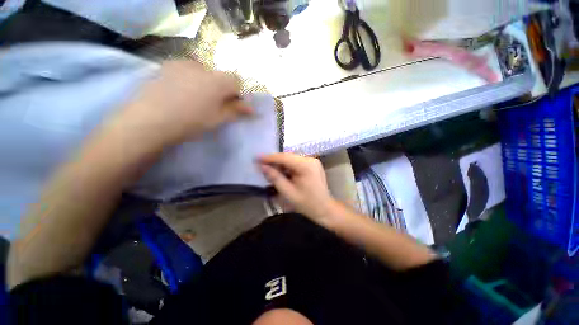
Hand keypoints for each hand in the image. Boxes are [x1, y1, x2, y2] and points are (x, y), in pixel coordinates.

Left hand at [111, 61, 252, 147]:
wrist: (149, 120)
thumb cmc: (191, 121)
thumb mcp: (218, 118)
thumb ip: (236, 110)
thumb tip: (252, 109)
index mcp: (217, 80)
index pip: (237, 81)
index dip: (238, 94)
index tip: (232, 106)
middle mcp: (201, 67)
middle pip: (220, 76)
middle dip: (222, 90)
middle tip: (214, 106)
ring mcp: (181, 64)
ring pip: (203, 73)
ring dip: (205, 84)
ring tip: (195, 101)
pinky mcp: (166, 67)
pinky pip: (186, 71)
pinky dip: (190, 80)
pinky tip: (180, 94)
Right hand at [259, 153, 338, 224]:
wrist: (325, 209)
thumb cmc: (307, 204)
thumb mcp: (288, 193)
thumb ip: (275, 178)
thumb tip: (263, 167)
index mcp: (306, 166)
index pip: (284, 158)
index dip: (269, 157)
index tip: (257, 158)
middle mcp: (310, 159)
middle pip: (288, 157)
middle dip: (274, 161)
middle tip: (261, 165)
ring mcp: (312, 161)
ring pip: (291, 159)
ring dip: (280, 164)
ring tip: (269, 169)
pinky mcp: (312, 165)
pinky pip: (296, 163)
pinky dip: (287, 167)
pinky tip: (281, 172)